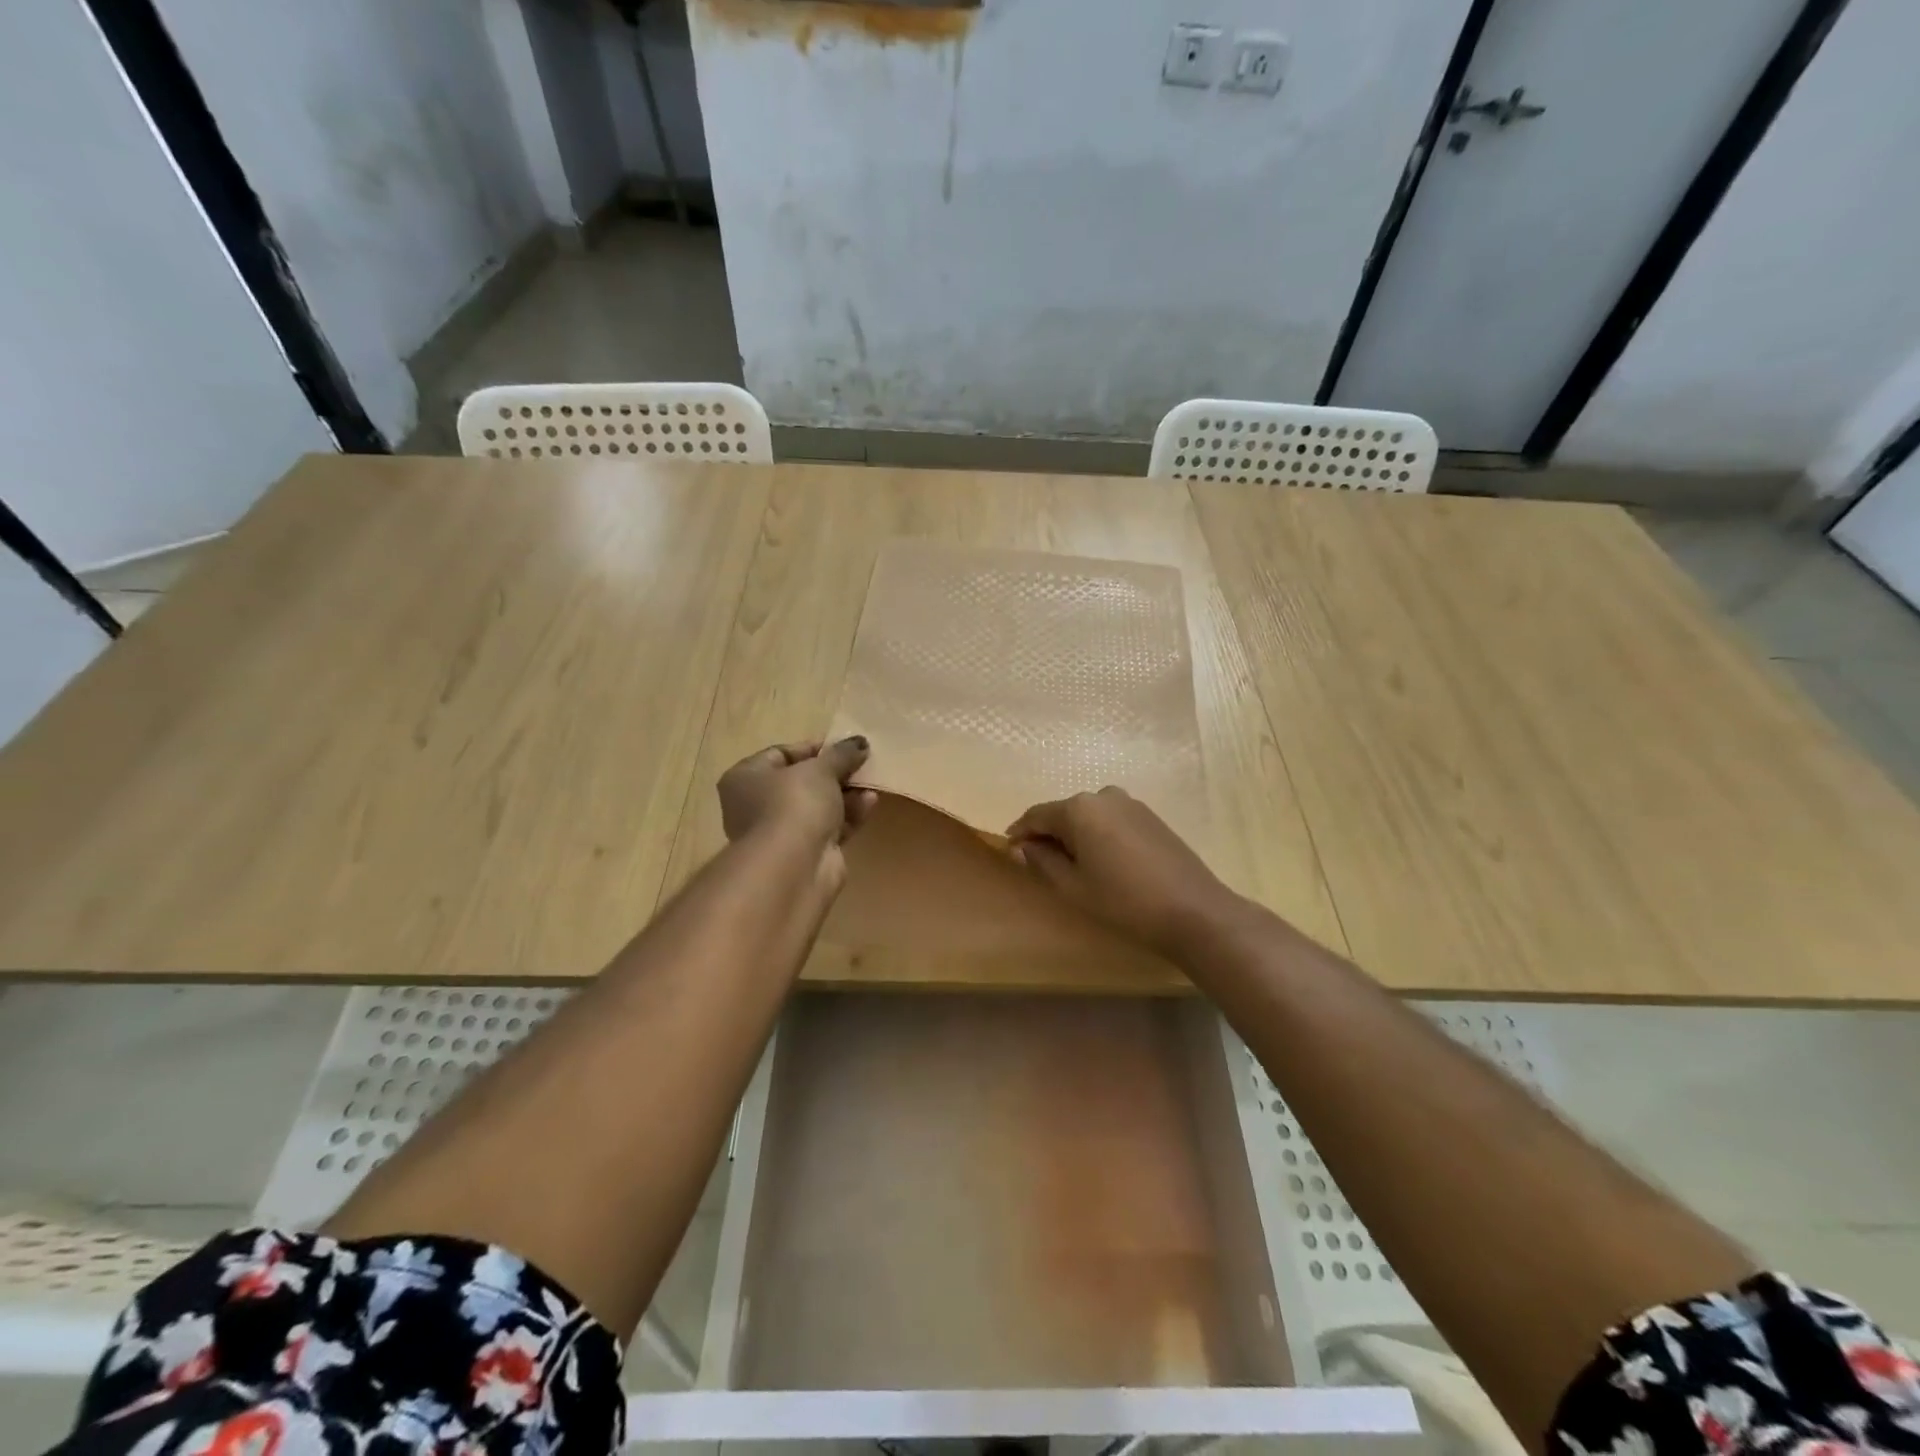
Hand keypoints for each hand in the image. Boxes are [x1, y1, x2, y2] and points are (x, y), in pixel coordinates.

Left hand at [718, 738, 877, 854]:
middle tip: (862, 763)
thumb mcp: (821, 768)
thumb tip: (859, 742)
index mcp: (746, 777)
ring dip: (846, 794)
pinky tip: (870, 803)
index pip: (781, 753)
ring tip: (872, 782)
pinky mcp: (805, 853)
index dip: (815, 748)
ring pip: (818, 806)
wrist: (794, 866)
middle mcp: (757, 805)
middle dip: (835, 773)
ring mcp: (781, 832)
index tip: (844, 746)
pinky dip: (849, 815)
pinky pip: (829, 827)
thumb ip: (841, 754)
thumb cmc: (794, 803)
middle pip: (802, 781)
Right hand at [1006, 787, 1239, 956]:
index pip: (1036, 815)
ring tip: (1072, 867)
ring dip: (1074, 836)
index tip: (1009, 851)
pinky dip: (1098, 836)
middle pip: (1063, 813)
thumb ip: (1042, 861)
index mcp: (1079, 808)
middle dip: (1048, 835)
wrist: (1193, 910)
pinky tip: (1103, 862)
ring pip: (1088, 817)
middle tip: (1040, 865)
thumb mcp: (1073, 886)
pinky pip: (1111, 821)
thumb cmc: (1123, 901)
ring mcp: (1131, 803)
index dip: (1020, 833)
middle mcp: (1103, 795)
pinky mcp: (1150, 817)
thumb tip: (1022, 847)